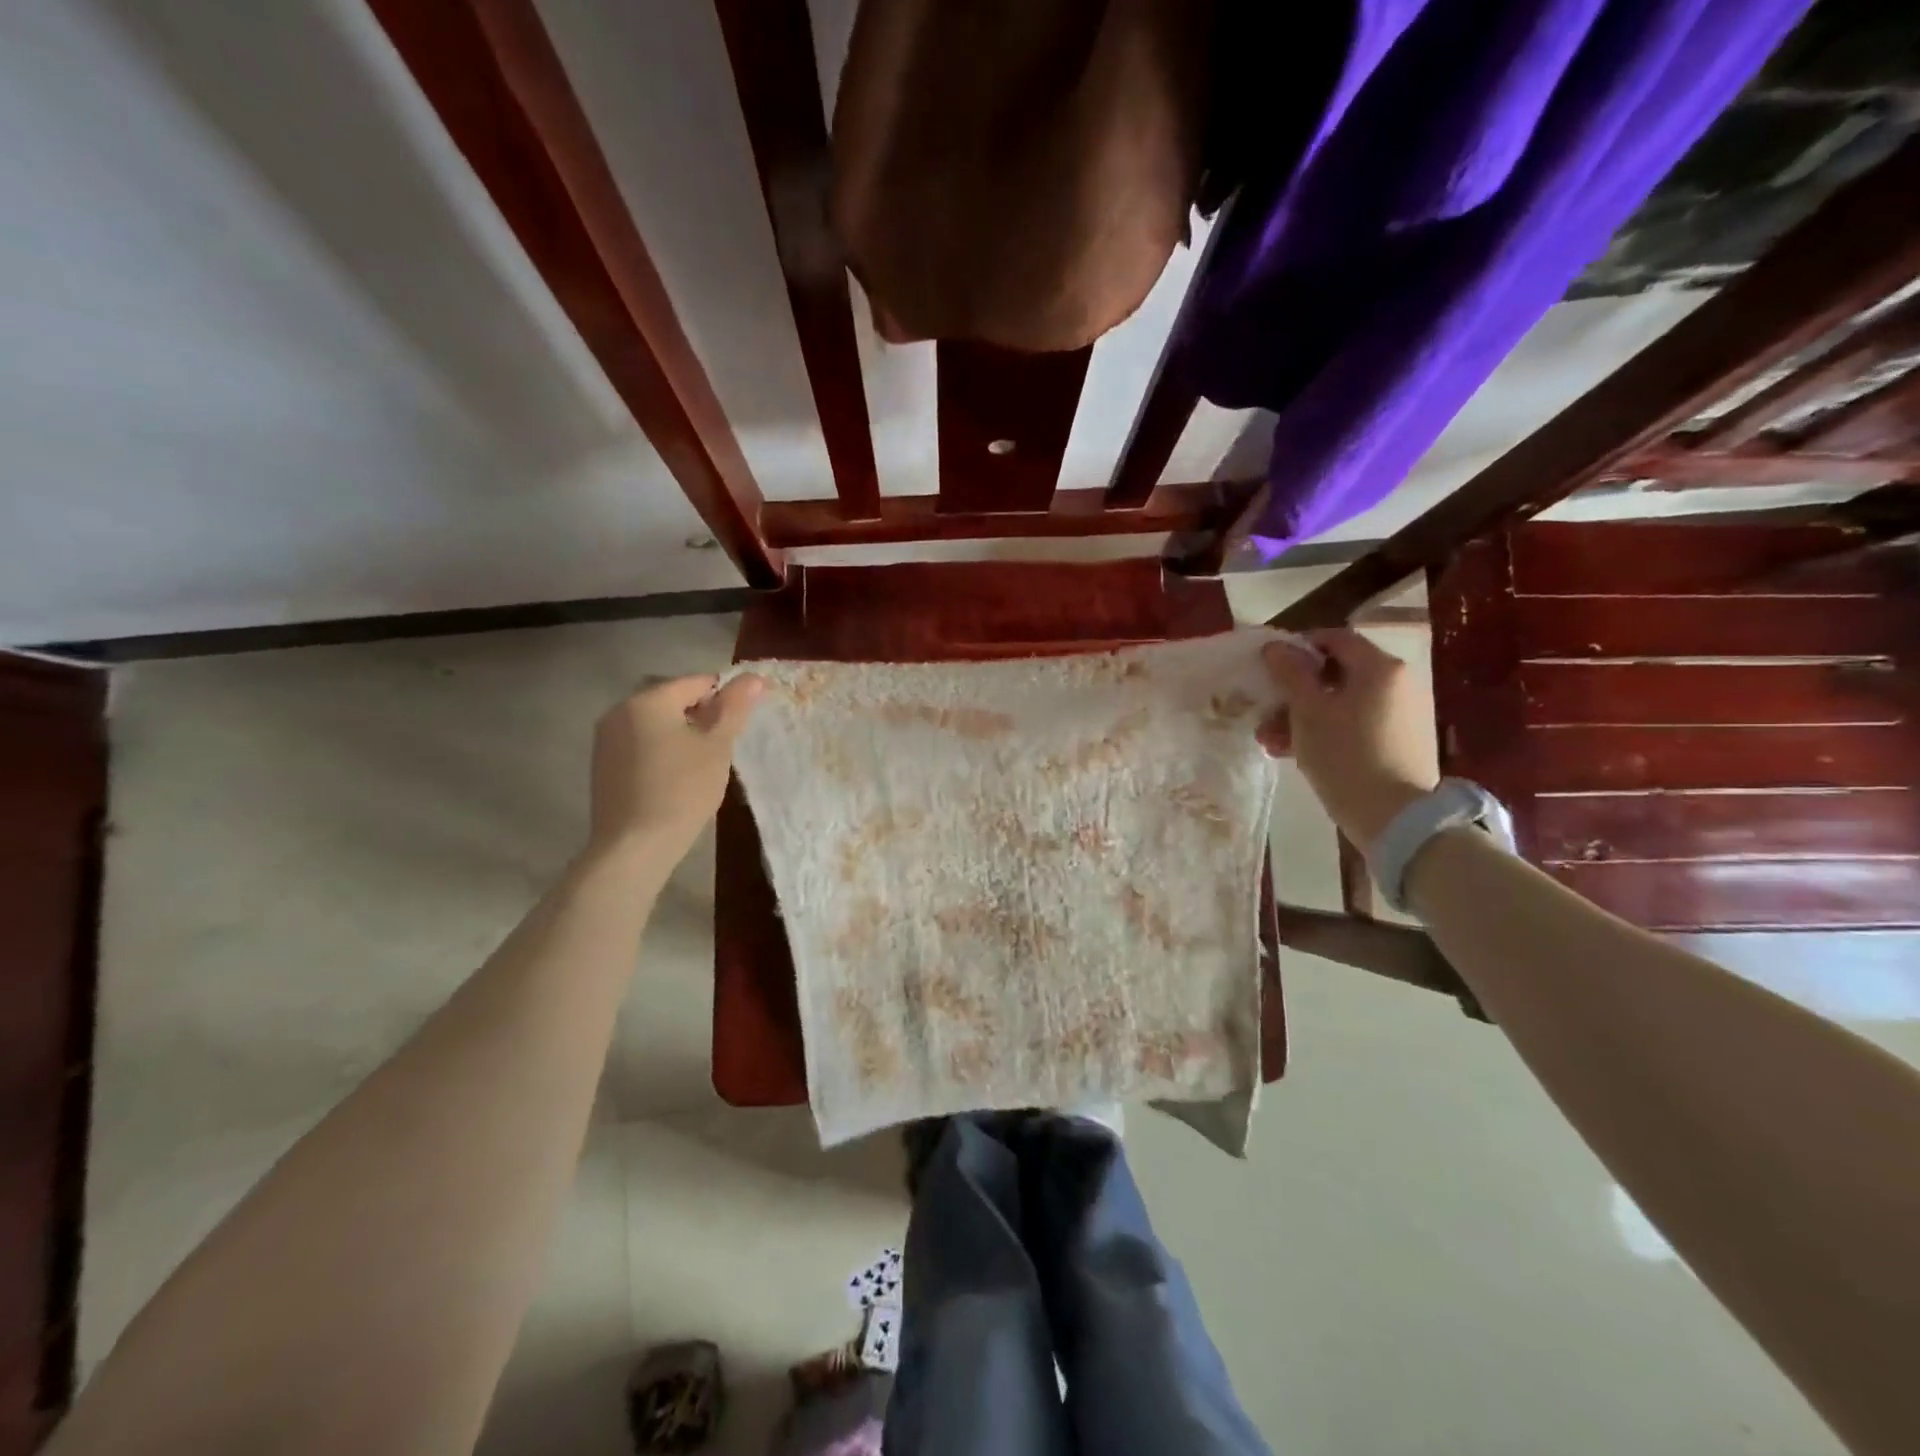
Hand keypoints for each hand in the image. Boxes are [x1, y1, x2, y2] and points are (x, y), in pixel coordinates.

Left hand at [585, 673, 763, 861]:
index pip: (697, 683)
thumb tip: (754, 677)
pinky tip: (676, 779)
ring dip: (683, 734)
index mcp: (648, 700)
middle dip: (703, 717)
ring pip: (656, 724)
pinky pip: (641, 745)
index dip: (726, 697)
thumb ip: (735, 708)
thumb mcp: (717, 746)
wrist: (634, 847)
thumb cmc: (682, 791)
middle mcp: (619, 711)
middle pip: (673, 701)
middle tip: (725, 747)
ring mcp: (606, 739)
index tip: (743, 723)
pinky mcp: (602, 765)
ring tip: (703, 765)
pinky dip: (662, 751)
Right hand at [1258, 630, 1436, 845]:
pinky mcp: (1400, 742)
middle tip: (1265, 712)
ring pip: (1342, 703)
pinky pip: (1356, 724)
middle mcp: (1397, 683)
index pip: (1335, 638)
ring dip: (1304, 716)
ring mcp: (1402, 714)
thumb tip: (1276, 647)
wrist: (1395, 817)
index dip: (1298, 647)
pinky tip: (1295, 753)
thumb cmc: (1345, 755)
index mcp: (1379, 667)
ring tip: (1271, 741)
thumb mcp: (1308, 712)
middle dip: (1295, 692)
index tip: (1269, 667)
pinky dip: (1326, 731)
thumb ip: (1290, 674)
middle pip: (1337, 674)